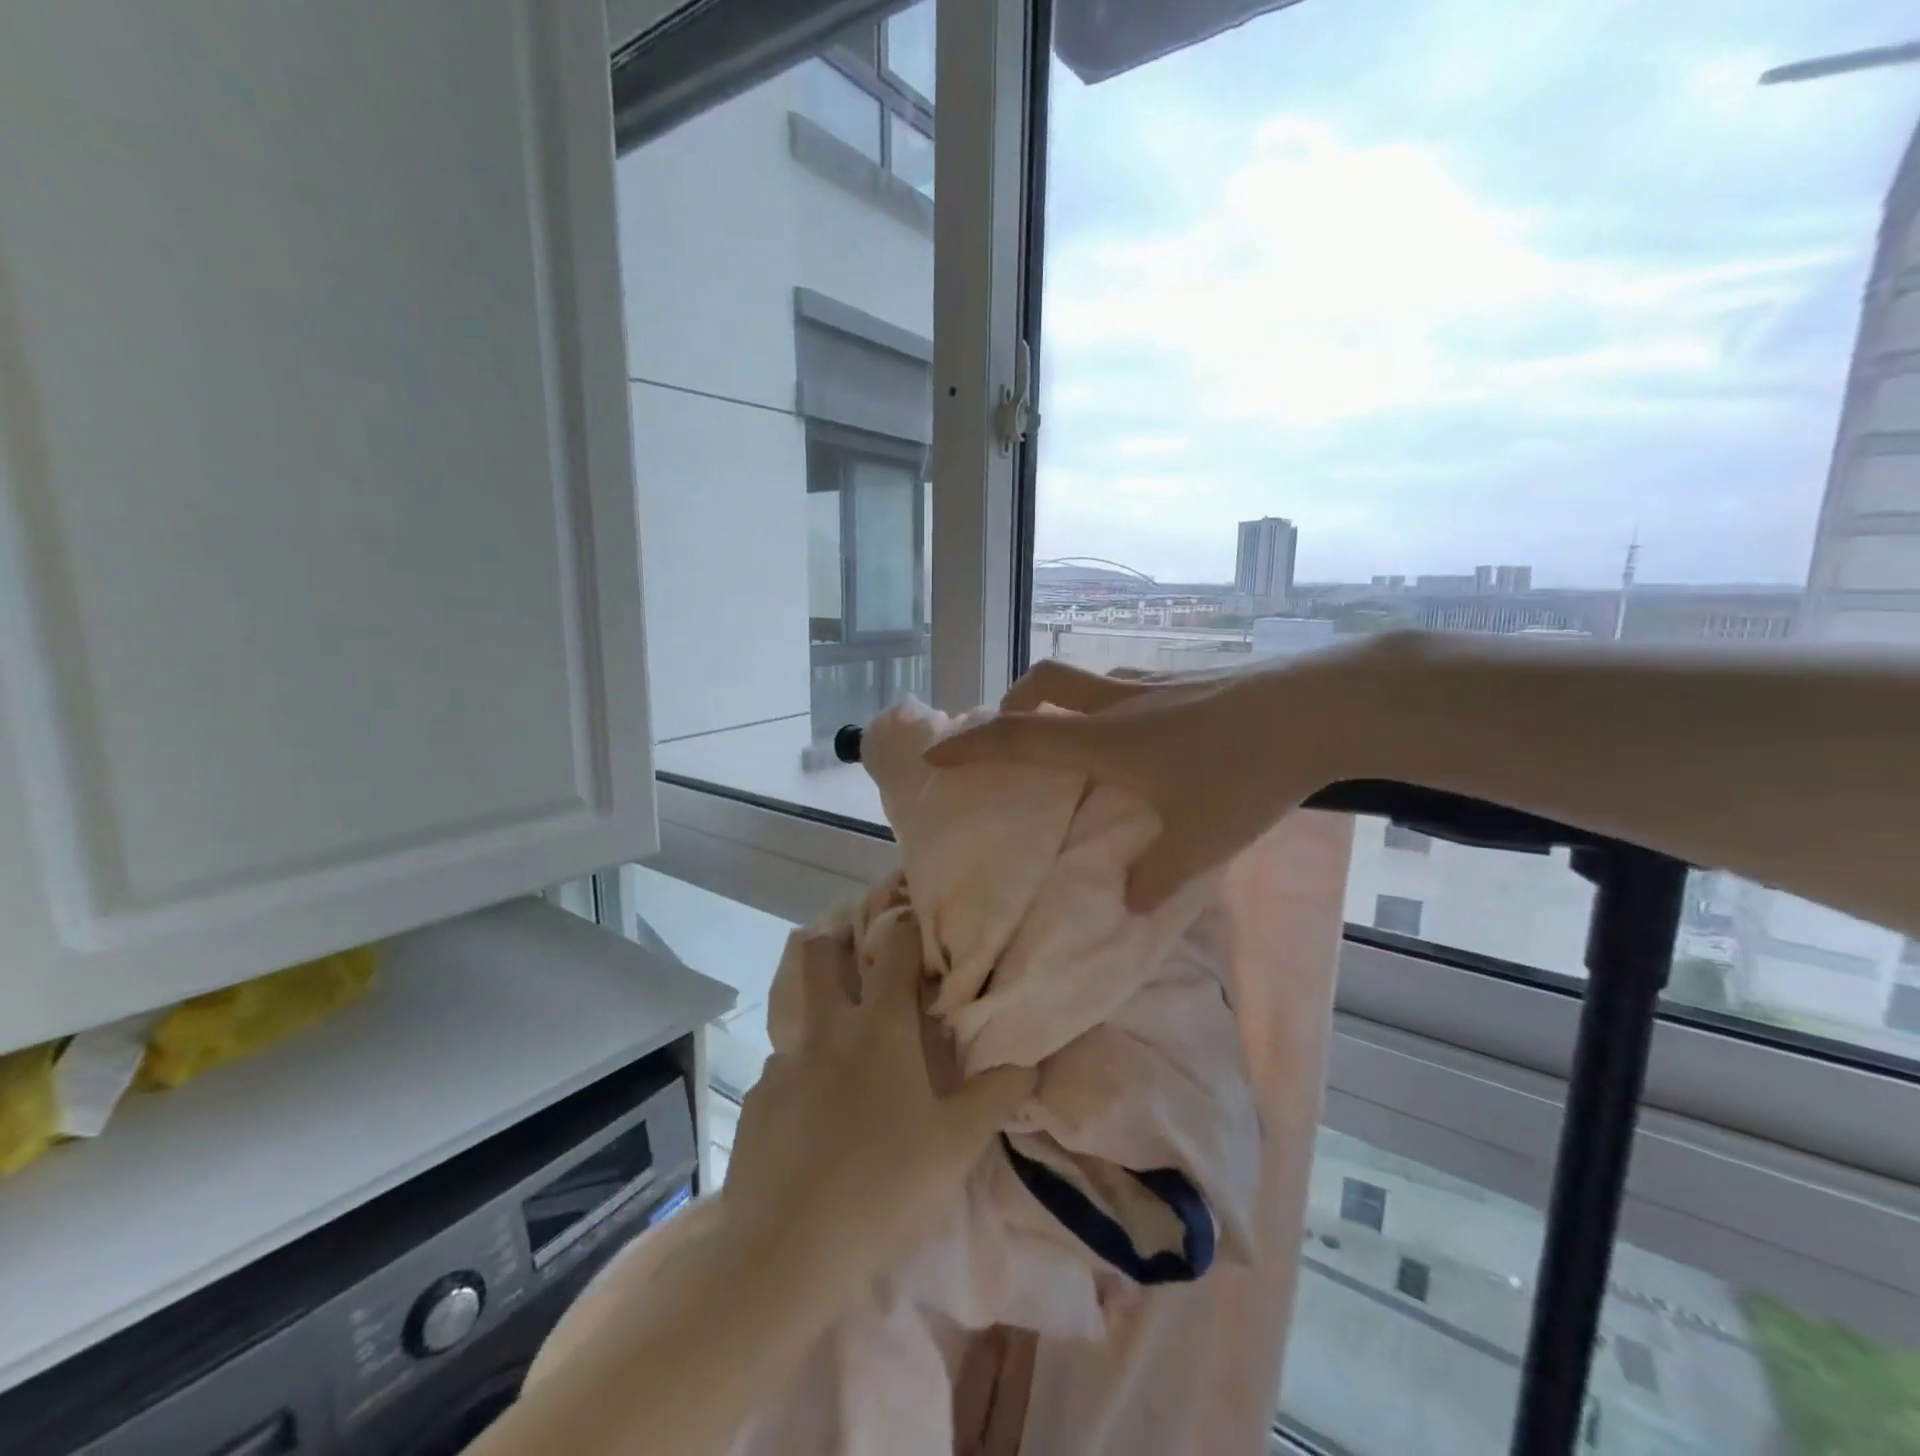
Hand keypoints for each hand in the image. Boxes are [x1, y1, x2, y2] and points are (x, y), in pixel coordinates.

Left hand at [721, 913, 1034, 1279]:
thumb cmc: (885, 1185)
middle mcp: (827, 1029)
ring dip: (818, 1016)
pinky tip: (812, 1119)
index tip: (915, 924)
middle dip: (835, 941)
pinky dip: (799, 1077)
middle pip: (816, 954)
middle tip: (859, 960)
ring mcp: (784, 1063)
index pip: (893, 947)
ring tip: (840, 1052)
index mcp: (879, 1026)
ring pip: (796, 1013)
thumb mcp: (957, 1145)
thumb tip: (1028, 1061)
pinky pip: (781, 1070)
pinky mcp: (754, 1102)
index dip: (906, 925)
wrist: (784, 1252)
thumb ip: (996, 1095)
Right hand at [924, 655, 1379, 910]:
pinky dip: (1108, 704)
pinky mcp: (1191, 680)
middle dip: (1011, 702)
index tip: (936, 755)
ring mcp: (1157, 684)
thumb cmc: (1247, 775)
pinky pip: (1128, 686)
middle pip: (1044, 682)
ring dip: (1061, 701)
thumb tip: (1130, 905)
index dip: (971, 746)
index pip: (1019, 737)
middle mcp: (1120, 703)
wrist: (1318, 710)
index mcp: (1106, 740)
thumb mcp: (1199, 843)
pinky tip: (1144, 736)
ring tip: (1071, 737)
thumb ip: (1156, 880)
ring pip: (1087, 679)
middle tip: (1006, 731)